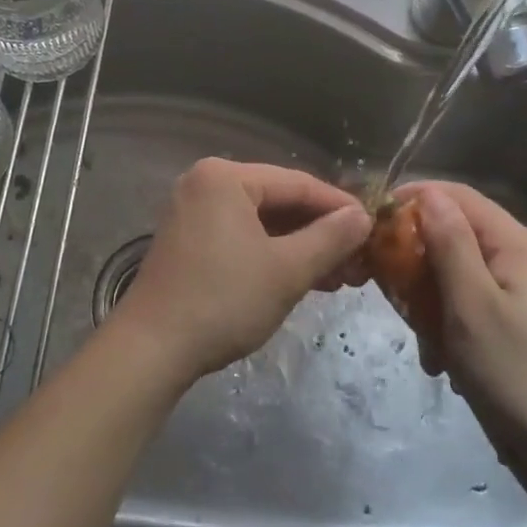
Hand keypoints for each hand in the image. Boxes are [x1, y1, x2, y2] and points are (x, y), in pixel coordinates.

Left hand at [112, 159, 371, 384]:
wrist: (152, 349)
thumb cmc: (223, 301)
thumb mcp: (287, 270)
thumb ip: (330, 238)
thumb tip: (362, 216)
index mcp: (225, 177)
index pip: (297, 183)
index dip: (339, 206)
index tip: (374, 228)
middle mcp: (206, 183)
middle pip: (278, 200)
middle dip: (321, 232)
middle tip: (359, 261)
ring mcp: (193, 211)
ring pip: (261, 221)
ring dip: (300, 247)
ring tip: (339, 277)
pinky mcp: (188, 240)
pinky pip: (241, 235)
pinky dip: (272, 254)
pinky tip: (302, 277)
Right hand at [397, 180, 526, 501]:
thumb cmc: (521, 372)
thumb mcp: (473, 304)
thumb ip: (448, 243)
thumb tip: (427, 193)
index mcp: (513, 242)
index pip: (454, 195)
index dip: (411, 200)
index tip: (372, 226)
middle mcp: (517, 258)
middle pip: (452, 234)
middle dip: (416, 260)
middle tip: (390, 292)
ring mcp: (518, 294)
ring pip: (454, 275)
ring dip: (429, 302)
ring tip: (422, 341)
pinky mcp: (515, 327)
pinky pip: (468, 308)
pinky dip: (448, 328)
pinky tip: (442, 363)